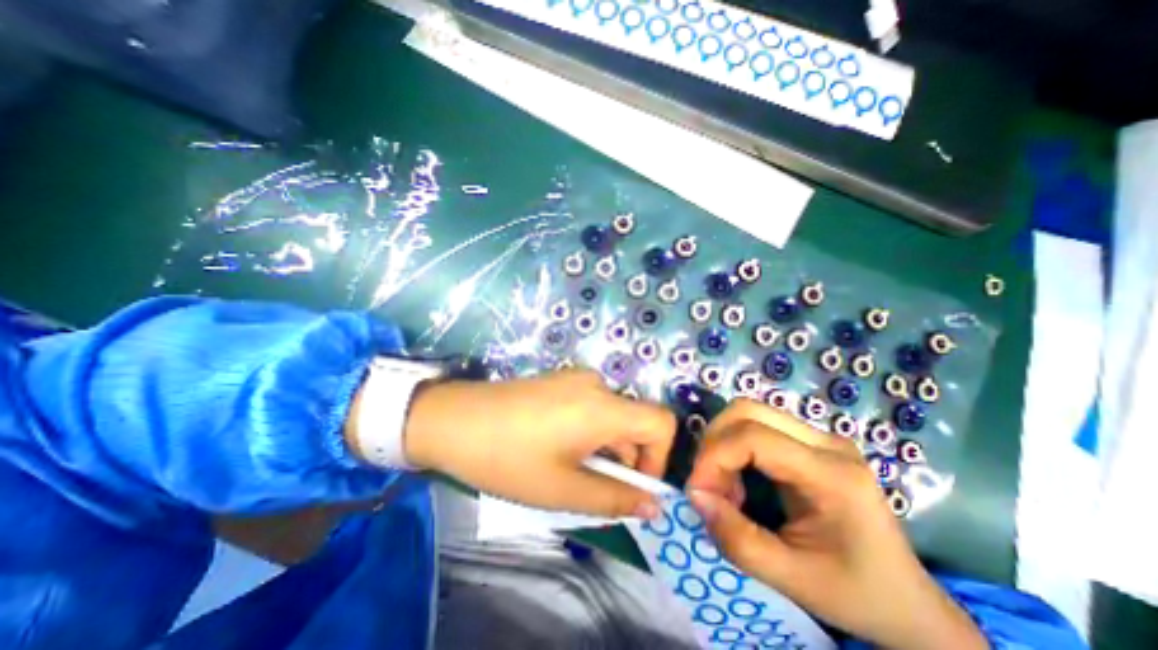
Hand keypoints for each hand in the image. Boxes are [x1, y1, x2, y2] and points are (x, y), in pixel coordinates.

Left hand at [401, 370, 681, 516]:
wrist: (453, 419)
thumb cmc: (508, 457)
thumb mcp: (563, 489)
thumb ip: (614, 499)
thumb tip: (653, 506)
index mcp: (603, 406)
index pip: (662, 422)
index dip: (659, 458)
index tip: (634, 486)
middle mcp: (596, 384)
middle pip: (635, 421)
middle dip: (627, 459)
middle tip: (595, 488)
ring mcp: (576, 378)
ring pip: (612, 416)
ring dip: (606, 447)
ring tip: (571, 470)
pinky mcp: (560, 380)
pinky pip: (592, 406)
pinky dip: (590, 431)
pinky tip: (558, 447)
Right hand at [686, 402, 984, 648]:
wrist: (908, 602)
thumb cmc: (856, 595)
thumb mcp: (791, 579)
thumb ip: (736, 538)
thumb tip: (695, 494)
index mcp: (832, 475)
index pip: (753, 437)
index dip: (714, 456)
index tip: (697, 490)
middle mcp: (827, 442)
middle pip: (747, 410)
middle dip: (714, 443)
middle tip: (708, 484)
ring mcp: (821, 437)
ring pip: (748, 412)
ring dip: (722, 443)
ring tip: (724, 485)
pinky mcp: (810, 441)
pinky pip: (757, 425)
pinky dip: (734, 446)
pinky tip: (739, 479)